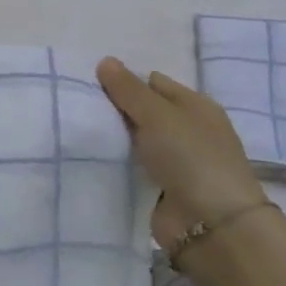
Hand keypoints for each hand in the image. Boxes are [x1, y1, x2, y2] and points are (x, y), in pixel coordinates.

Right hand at [96, 57, 269, 246]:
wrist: (211, 224)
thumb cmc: (190, 157)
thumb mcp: (157, 114)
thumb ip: (128, 89)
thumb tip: (105, 61)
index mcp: (195, 106)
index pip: (153, 83)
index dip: (124, 81)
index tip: (90, 85)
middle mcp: (187, 130)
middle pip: (143, 111)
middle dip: (114, 109)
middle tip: (77, 105)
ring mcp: (175, 161)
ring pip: (134, 140)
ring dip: (112, 138)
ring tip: (74, 128)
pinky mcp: (161, 187)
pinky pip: (131, 166)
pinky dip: (115, 163)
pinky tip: (88, 157)